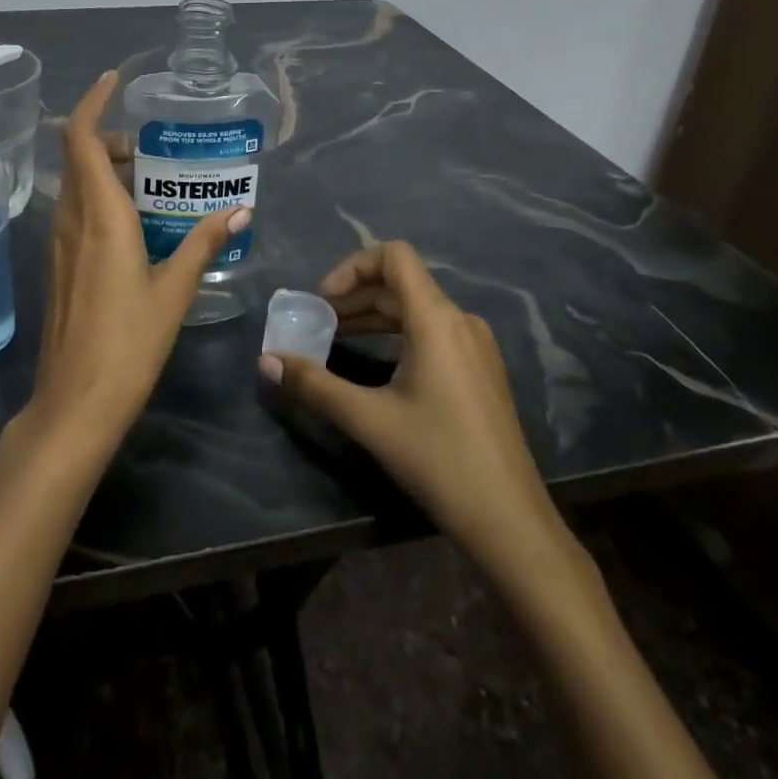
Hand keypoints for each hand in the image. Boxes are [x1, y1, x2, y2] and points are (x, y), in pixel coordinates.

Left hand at [33, 71, 250, 442]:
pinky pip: (77, 212)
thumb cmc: (128, 343)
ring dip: (104, 169)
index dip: (91, 101)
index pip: (79, 138)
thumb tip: (239, 212)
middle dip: (108, 138)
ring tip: (150, 181)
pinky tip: (135, 225)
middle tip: (150, 148)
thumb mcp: (173, 291)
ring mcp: (60, 244)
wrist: (75, 402)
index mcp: (99, 216)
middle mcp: (72, 220)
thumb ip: (203, 245)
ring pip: (76, 185)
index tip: (113, 80)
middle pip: (78, 157)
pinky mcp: (60, 265)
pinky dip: (100, 198)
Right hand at [261, 241, 579, 593]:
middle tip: (319, 322)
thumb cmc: (439, 459)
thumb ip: (315, 384)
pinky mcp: (481, 369)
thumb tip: (266, 361)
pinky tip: (377, 363)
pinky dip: (398, 334)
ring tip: (338, 338)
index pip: (394, 256)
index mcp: (436, 319)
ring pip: (416, 309)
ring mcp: (476, 345)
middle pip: (401, 283)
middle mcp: (460, 320)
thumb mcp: (369, 419)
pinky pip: (433, 332)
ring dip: (374, 315)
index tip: (324, 299)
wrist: (511, 522)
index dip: (353, 266)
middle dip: (355, 296)